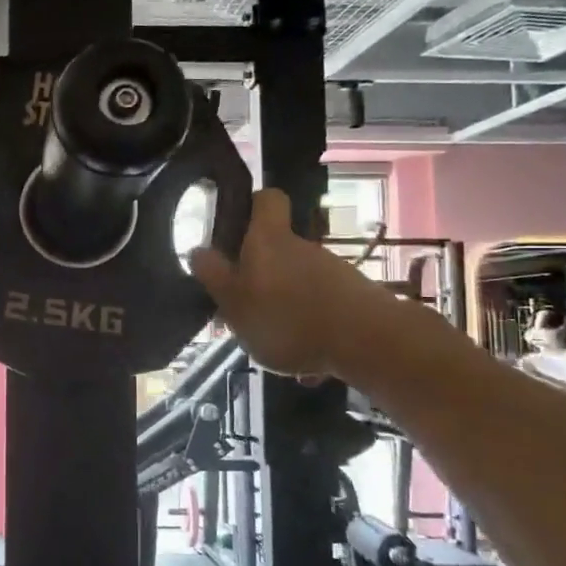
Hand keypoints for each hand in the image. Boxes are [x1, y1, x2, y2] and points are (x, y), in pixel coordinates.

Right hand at [188, 189, 406, 380]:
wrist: (368, 342)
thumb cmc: (288, 318)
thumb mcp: (235, 303)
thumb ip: (215, 277)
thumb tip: (198, 250)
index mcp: (267, 240)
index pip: (266, 199)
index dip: (251, 206)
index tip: (236, 226)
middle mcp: (301, 247)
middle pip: (277, 250)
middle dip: (261, 277)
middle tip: (245, 309)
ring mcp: (331, 271)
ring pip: (297, 284)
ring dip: (286, 308)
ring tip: (277, 347)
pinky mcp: (354, 298)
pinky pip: (321, 309)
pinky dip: (310, 329)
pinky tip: (309, 365)